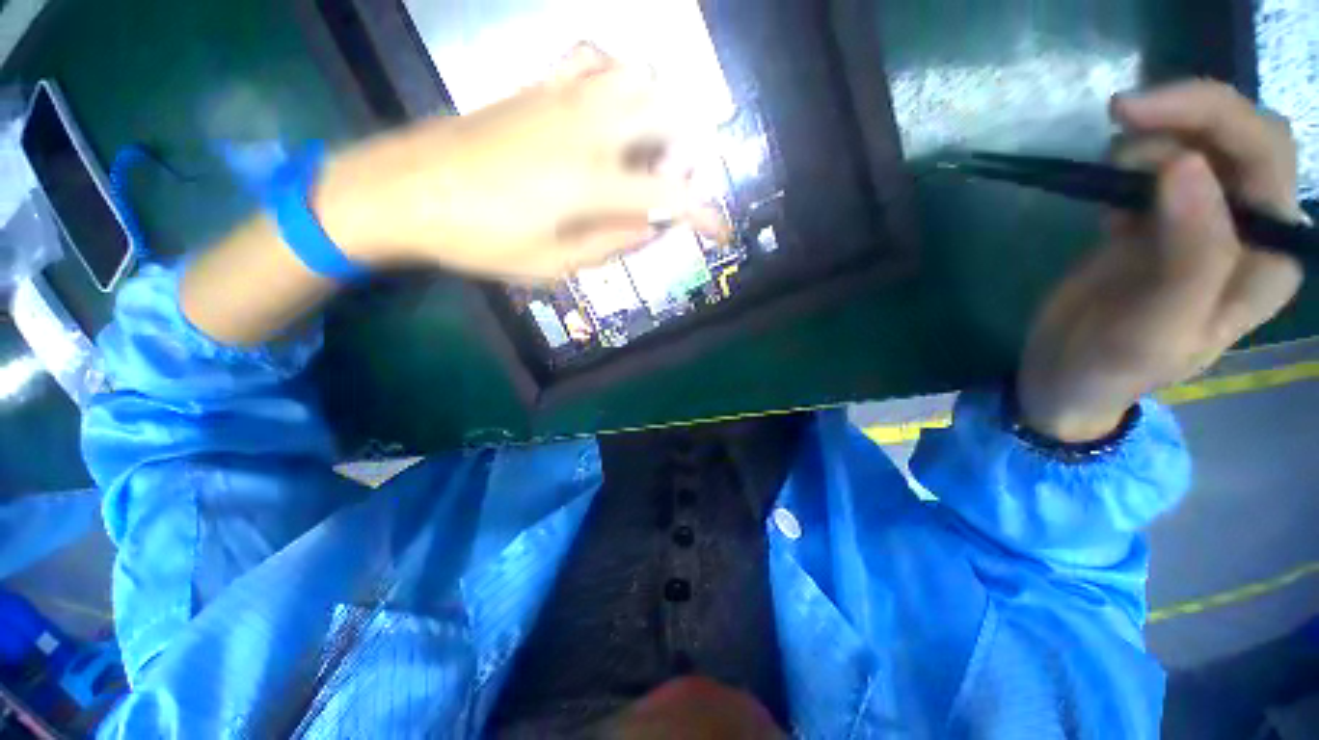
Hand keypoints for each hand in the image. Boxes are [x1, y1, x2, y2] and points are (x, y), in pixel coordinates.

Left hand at [315, 45, 718, 282]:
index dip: (704, 215)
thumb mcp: (550, 265)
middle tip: (669, 191)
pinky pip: (594, 63)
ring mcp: (561, 99)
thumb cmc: (479, 239)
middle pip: (666, 116)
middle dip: (685, 156)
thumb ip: (608, 246)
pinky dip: (620, 81)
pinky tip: (612, 112)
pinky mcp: (538, 88)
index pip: (668, 197)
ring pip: (637, 78)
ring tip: (648, 152)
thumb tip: (650, 230)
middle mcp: (586, 129)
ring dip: (660, 113)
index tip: (722, 231)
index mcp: (589, 182)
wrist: (405, 189)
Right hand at [1018, 80, 1305, 441]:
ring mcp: (1204, 223)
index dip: (1209, 117)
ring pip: (1197, 144)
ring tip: (1105, 177)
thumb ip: (1189, 256)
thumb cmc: (1112, 368)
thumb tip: (1185, 165)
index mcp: (1267, 257)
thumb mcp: (1155, 328)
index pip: (1265, 156)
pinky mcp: (1160, 222)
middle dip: (1183, 114)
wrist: (1066, 380)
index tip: (1132, 114)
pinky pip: (1158, 168)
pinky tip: (1104, 199)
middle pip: (1239, 137)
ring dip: (1151, 141)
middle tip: (1116, 117)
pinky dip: (1129, 165)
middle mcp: (1249, 231)